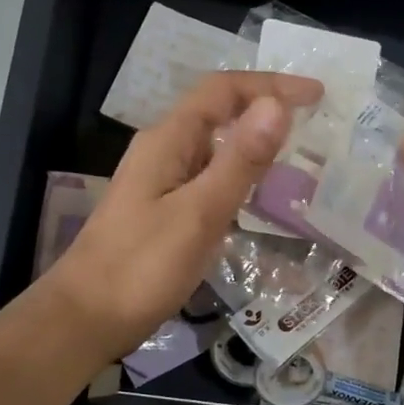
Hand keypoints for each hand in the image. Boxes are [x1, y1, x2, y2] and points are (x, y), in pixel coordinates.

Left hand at [48, 71, 321, 356]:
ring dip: (256, 142)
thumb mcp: (199, 213)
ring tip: (299, 155)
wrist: (85, 319)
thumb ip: (240, 161)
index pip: (224, 90)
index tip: (318, 94)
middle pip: (219, 112)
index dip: (272, 85)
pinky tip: (261, 197)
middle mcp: (164, 150)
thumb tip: (278, 105)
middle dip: (267, 108)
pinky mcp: (163, 210)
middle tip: (316, 124)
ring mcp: (161, 180)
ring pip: (215, 146)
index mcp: (169, 140)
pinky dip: (240, 175)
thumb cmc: (142, 267)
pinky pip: (209, 177)